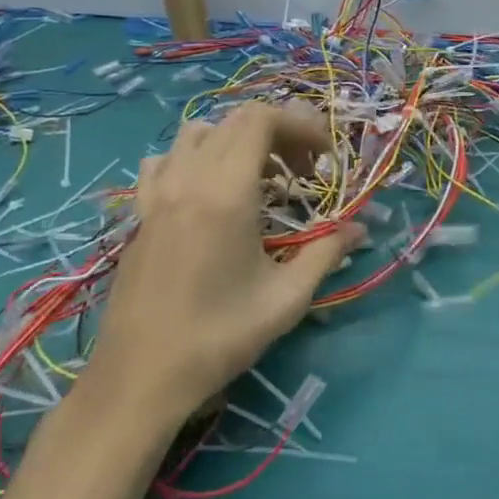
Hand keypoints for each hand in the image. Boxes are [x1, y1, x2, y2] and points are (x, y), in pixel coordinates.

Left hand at [87, 103, 362, 426]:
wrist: (140, 379)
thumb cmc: (219, 337)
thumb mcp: (287, 298)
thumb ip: (327, 252)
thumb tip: (360, 229)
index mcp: (225, 193)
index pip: (261, 120)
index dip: (300, 126)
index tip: (324, 159)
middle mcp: (187, 181)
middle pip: (234, 121)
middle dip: (277, 134)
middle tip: (302, 173)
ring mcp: (156, 195)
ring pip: (197, 134)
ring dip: (235, 142)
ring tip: (259, 180)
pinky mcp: (138, 215)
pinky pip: (165, 162)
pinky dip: (195, 160)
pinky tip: (208, 195)